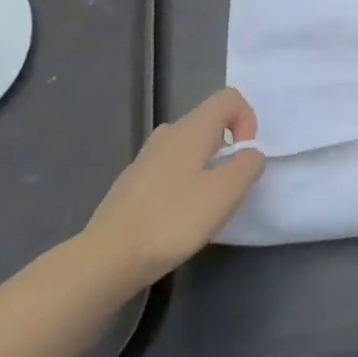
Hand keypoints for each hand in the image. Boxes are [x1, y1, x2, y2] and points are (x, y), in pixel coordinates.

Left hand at [78, 88, 266, 289]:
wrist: (108, 258)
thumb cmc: (173, 220)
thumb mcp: (226, 193)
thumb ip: (248, 165)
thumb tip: (250, 154)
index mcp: (191, 129)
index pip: (228, 98)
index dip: (247, 120)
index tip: (244, 157)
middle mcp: (167, 134)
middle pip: (209, 123)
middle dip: (229, 149)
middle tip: (229, 188)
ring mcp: (145, 158)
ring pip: (189, 148)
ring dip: (207, 168)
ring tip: (205, 205)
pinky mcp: (133, 183)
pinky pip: (170, 169)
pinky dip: (185, 184)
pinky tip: (178, 218)